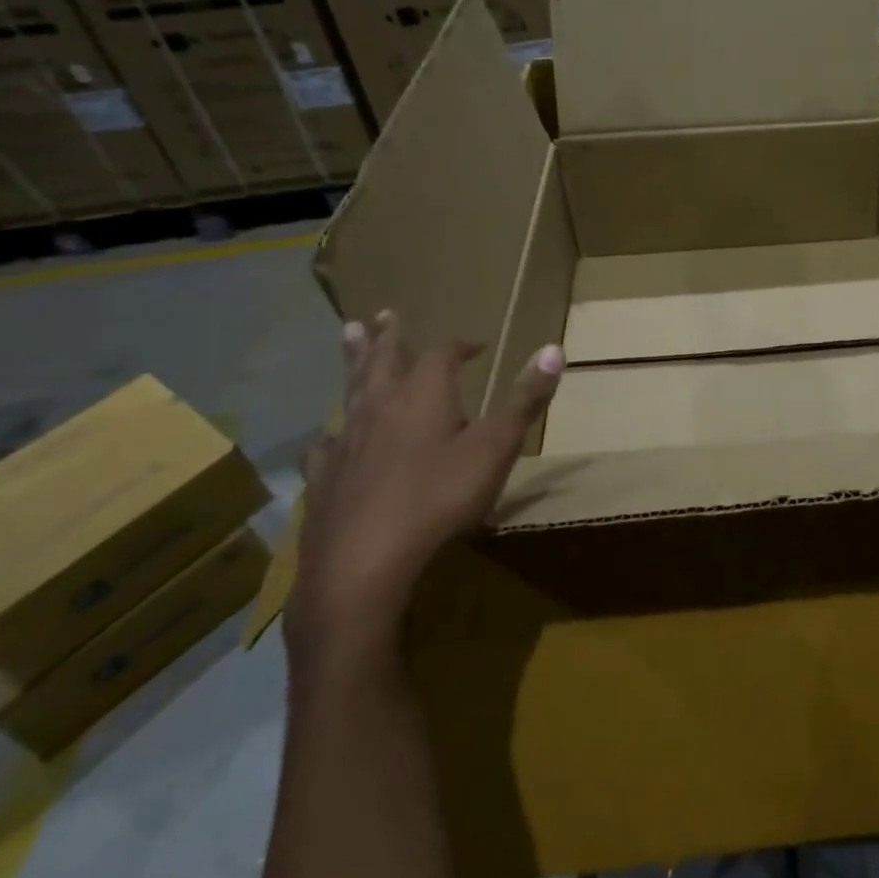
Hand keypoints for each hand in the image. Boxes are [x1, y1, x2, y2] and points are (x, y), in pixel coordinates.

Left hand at [287, 310, 564, 675]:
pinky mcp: (324, 479)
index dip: (460, 345)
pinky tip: (326, 441)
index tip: (476, 345)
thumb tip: (554, 348)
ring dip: (353, 363)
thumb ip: (525, 399)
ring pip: (350, 391)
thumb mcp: (496, 448)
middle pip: (383, 360)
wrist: (364, 563)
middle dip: (389, 337)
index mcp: (424, 395)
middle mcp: (380, 407)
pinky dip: (330, 435)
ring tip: (348, 337)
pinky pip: (324, 446)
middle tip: (384, 314)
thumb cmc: (439, 499)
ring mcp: (345, 442)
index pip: (442, 355)